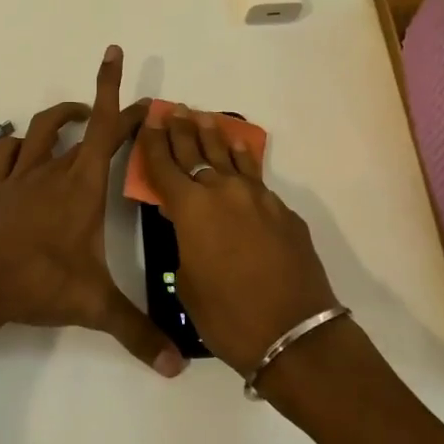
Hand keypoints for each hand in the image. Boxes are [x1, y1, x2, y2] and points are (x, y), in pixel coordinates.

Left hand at [0, 46, 184, 377]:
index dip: (117, 93)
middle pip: (82, 123)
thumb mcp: (93, 307)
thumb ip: (136, 332)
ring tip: (80, 119)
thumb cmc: (36, 282)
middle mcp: (53, 170)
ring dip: (63, 117)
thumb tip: (176, 367)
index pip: (107, 129)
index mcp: (82, 186)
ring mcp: (20, 176)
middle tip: (122, 111)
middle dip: (102, 105)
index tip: (119, 58)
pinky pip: (8, 152)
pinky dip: (21, 143)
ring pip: (43, 129)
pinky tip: (27, 149)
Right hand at [136, 106, 339, 374]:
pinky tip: (240, 148)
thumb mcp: (187, 283)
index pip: (164, 166)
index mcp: (191, 209)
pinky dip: (243, 158)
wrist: (294, 333)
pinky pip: (255, 175)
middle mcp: (222, 192)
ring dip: (214, 136)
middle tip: (174, 110)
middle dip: (181, 130)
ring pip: (229, 157)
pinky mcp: (282, 210)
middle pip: (196, 151)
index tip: (149, 119)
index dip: (153, 142)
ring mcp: (257, 197)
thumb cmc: (228, 317)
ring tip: (204, 118)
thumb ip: (185, 244)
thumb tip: (193, 227)